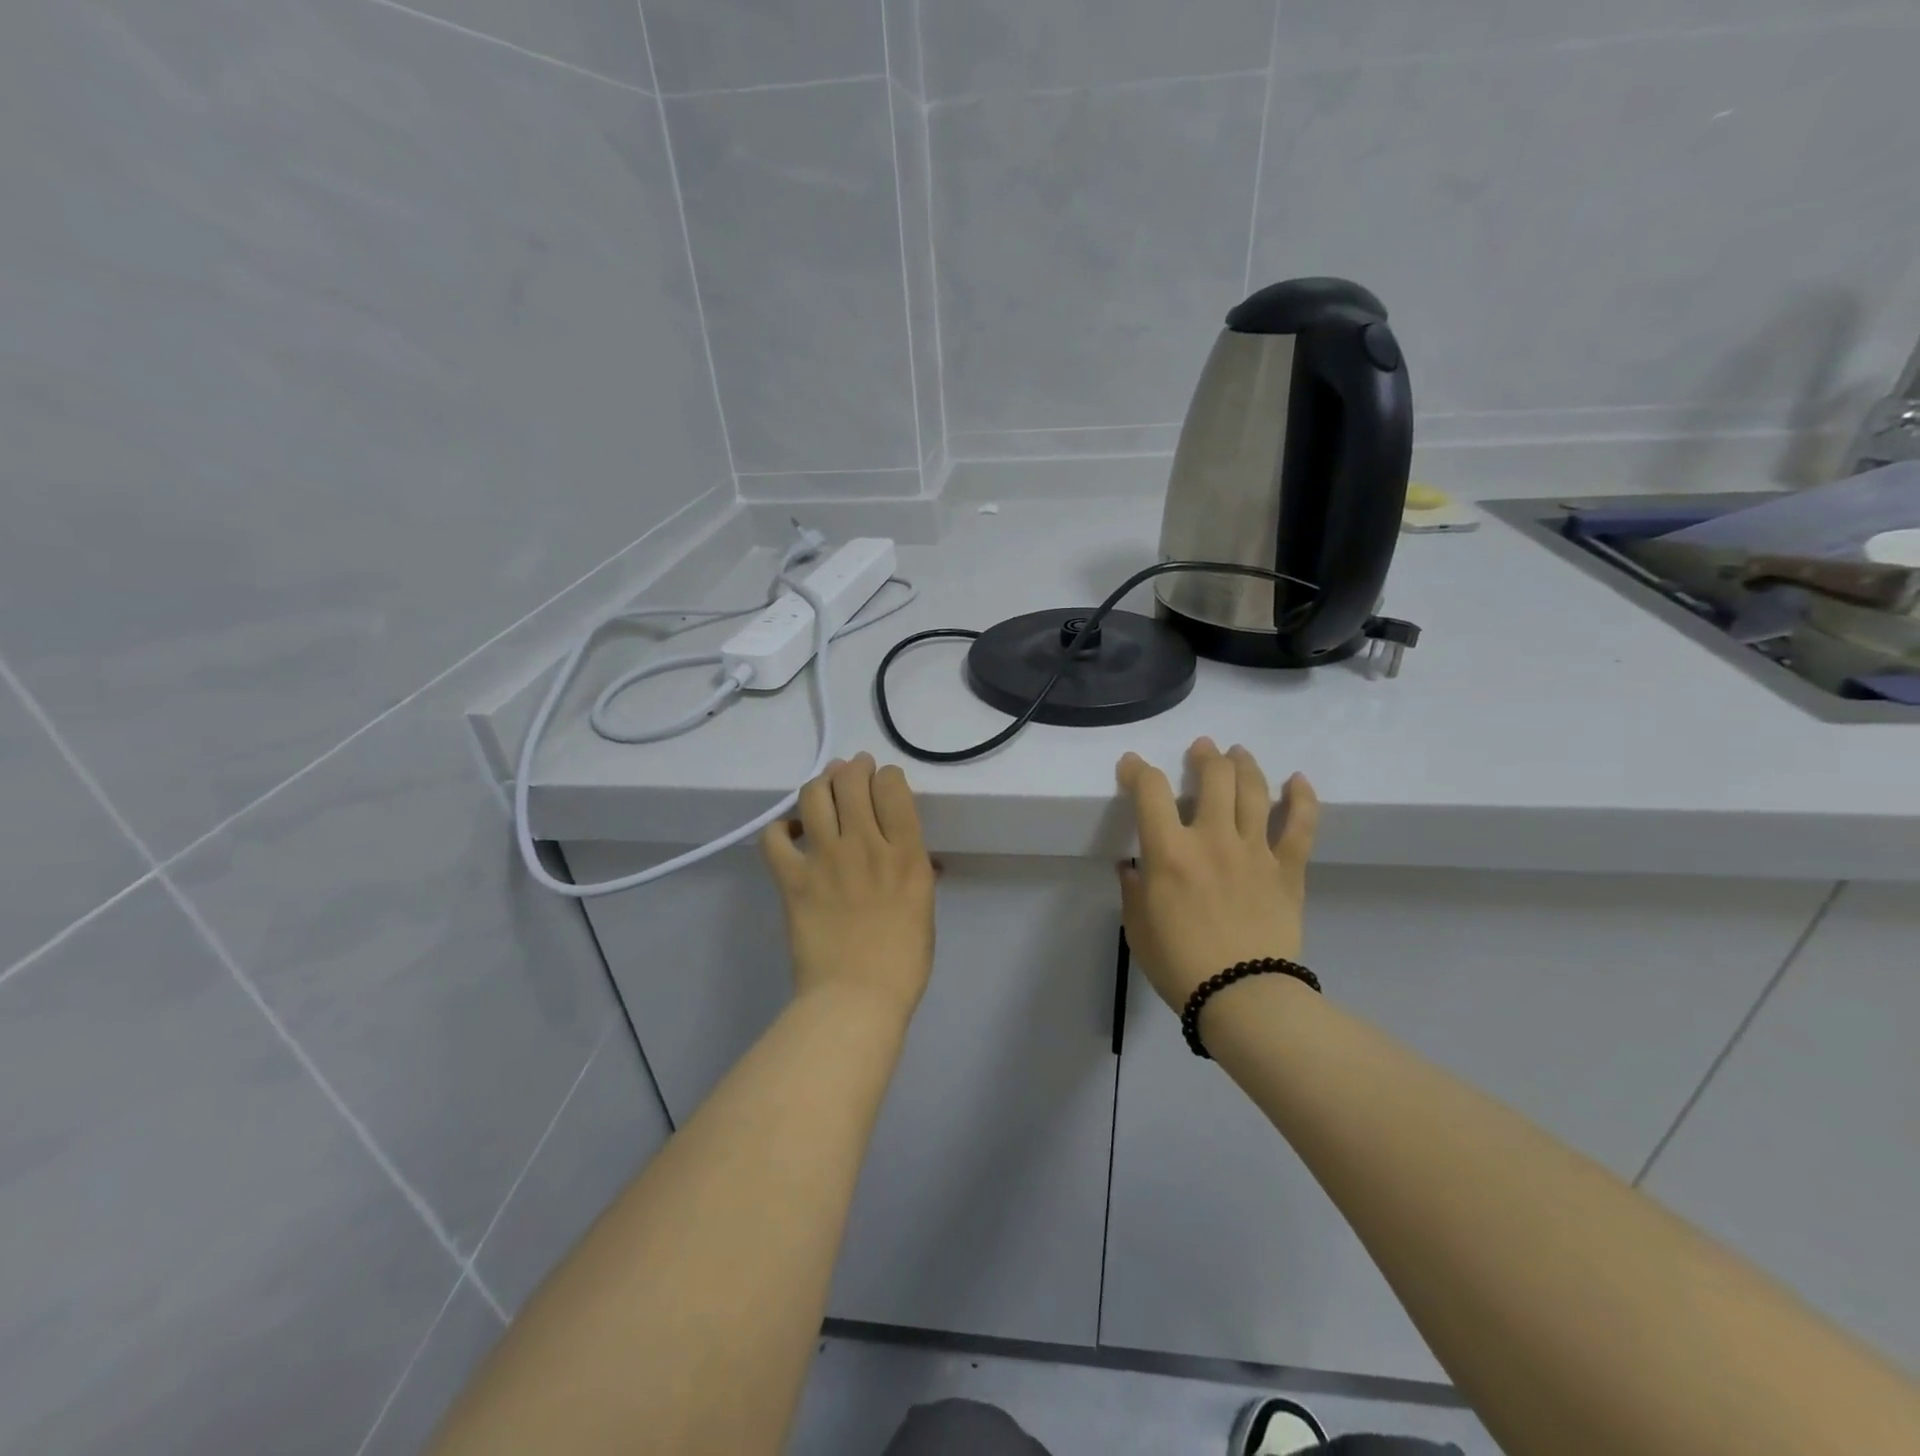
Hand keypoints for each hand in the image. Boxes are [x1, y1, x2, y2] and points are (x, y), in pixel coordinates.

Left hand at [760, 753, 936, 1022]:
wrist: (856, 998)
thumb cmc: (903, 962)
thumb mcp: (923, 908)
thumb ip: (916, 872)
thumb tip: (913, 856)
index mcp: (906, 853)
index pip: (892, 787)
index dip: (887, 775)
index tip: (885, 781)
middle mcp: (865, 844)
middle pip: (852, 782)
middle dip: (853, 768)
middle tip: (852, 770)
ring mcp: (825, 859)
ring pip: (814, 796)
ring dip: (820, 783)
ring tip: (823, 786)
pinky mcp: (792, 879)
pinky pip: (774, 837)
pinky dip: (780, 828)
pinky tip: (790, 832)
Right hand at [1116, 739, 1318, 1011]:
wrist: (1242, 998)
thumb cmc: (1179, 964)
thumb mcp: (1138, 927)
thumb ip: (1133, 890)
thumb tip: (1133, 867)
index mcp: (1169, 852)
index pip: (1150, 791)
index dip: (1138, 770)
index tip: (1132, 766)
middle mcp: (1213, 839)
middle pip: (1213, 777)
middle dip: (1204, 756)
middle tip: (1201, 749)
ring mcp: (1255, 851)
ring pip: (1255, 790)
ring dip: (1245, 764)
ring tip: (1238, 753)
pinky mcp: (1288, 870)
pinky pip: (1301, 826)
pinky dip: (1302, 798)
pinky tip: (1298, 780)